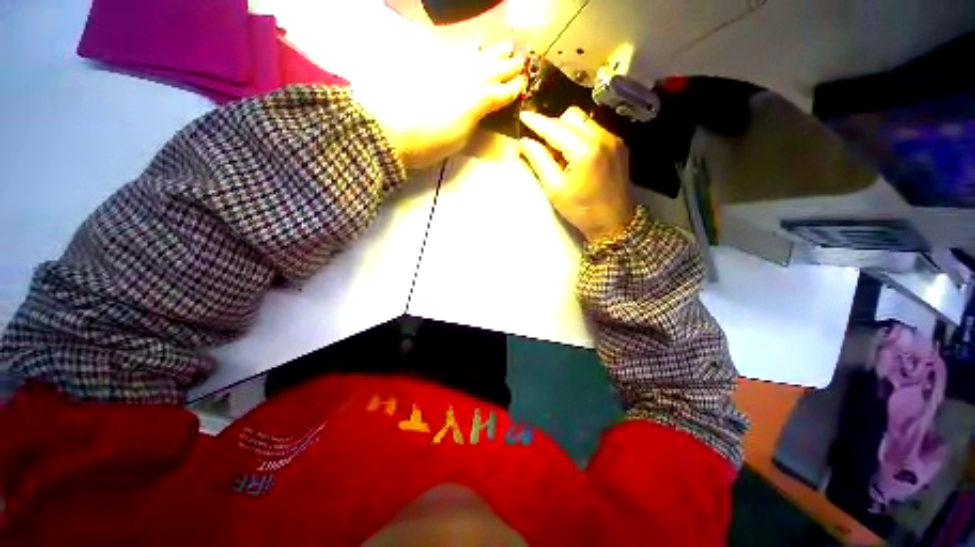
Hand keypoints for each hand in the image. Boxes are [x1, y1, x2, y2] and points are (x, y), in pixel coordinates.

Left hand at [355, 42, 525, 168]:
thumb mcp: (462, 136)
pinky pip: (458, 53)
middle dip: (509, 64)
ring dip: (494, 52)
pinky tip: (474, 47)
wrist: (396, 131)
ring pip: (479, 56)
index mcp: (478, 99)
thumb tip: (489, 107)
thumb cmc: (433, 141)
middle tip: (521, 59)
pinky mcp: (435, 69)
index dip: (514, 88)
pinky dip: (470, 50)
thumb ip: (478, 118)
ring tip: (506, 46)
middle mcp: (469, 78)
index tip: (524, 83)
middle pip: (494, 68)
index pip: (502, 91)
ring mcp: (451, 71)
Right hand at [518, 107, 636, 242]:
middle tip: (543, 146)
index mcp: (585, 150)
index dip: (537, 122)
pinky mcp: (618, 145)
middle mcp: (602, 137)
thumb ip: (539, 161)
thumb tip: (525, 142)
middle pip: (571, 116)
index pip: (555, 128)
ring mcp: (613, 139)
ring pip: (583, 121)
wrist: (613, 222)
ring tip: (560, 154)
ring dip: (567, 131)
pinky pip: (594, 130)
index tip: (523, 116)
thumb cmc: (581, 210)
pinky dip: (579, 137)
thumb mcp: (555, 189)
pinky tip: (575, 156)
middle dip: (553, 126)